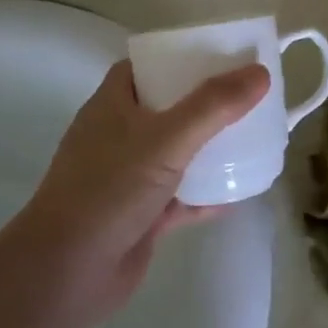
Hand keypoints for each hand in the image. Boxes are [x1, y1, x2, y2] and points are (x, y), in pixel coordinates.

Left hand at [6, 59, 269, 327]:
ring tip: (253, 137)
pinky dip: (208, 193)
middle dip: (206, 103)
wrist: (67, 273)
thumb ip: (213, 106)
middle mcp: (120, 134)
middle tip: (248, 96)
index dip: (182, 57)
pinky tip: (241, 191)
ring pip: (177, 153)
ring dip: (210, 148)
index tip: (222, 55)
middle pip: (169, 107)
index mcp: (114, 103)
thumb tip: (260, 73)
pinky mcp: (141, 215)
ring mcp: (130, 176)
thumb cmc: (110, 188)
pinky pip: (182, 196)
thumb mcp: (166, 138)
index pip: (148, 66)